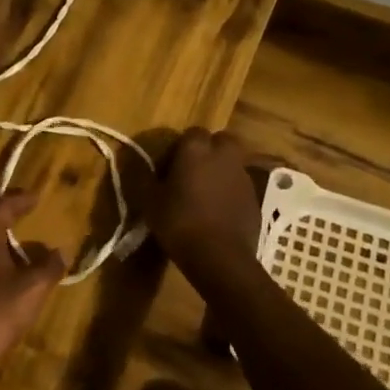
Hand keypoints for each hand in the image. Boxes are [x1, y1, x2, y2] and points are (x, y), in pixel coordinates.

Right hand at [139, 129, 266, 285]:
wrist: (220, 257)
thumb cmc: (180, 223)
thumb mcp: (150, 202)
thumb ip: (145, 178)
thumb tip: (135, 162)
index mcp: (196, 150)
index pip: (192, 133)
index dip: (181, 147)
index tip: (170, 166)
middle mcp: (223, 156)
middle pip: (221, 141)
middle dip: (210, 150)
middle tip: (193, 171)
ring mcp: (243, 177)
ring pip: (233, 163)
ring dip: (221, 171)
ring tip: (206, 194)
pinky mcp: (255, 198)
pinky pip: (240, 186)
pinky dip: (231, 192)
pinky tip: (219, 212)